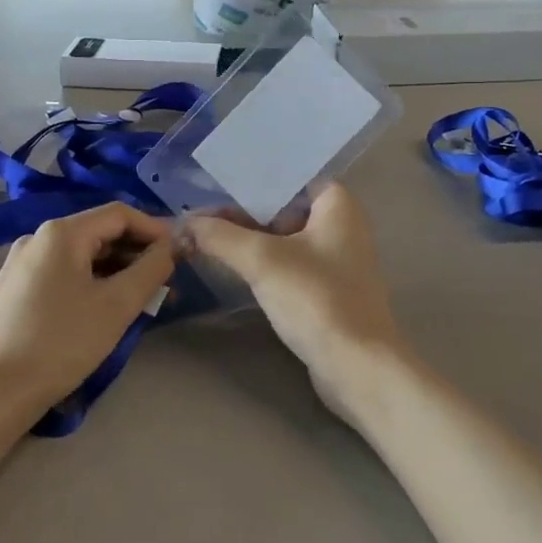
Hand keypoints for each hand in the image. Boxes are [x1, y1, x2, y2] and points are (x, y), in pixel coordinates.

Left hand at [0, 204, 176, 415]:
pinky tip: (107, 309)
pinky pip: (65, 273)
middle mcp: (39, 238)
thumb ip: (152, 269)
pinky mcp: (16, 289)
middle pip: (100, 232)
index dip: (155, 230)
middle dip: (138, 253)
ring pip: (83, 255)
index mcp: (62, 232)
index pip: (120, 213)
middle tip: (166, 282)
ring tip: (143, 300)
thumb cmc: (60, 343)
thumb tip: (174, 246)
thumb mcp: (117, 305)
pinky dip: (93, 282)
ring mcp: (23, 263)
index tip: (180, 255)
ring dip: (118, 271)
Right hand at [187, 185, 403, 407]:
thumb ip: (221, 236)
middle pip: (282, 207)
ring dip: (248, 239)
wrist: (357, 366)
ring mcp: (336, 260)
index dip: (249, 179)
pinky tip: (231, 266)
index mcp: (338, 203)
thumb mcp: (262, 260)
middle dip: (241, 212)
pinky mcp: (327, 290)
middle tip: (197, 215)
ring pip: (283, 238)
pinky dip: (262, 262)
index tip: (211, 182)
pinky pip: (288, 264)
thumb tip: (184, 224)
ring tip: (203, 237)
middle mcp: (342, 224)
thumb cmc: (316, 298)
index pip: (288, 176)